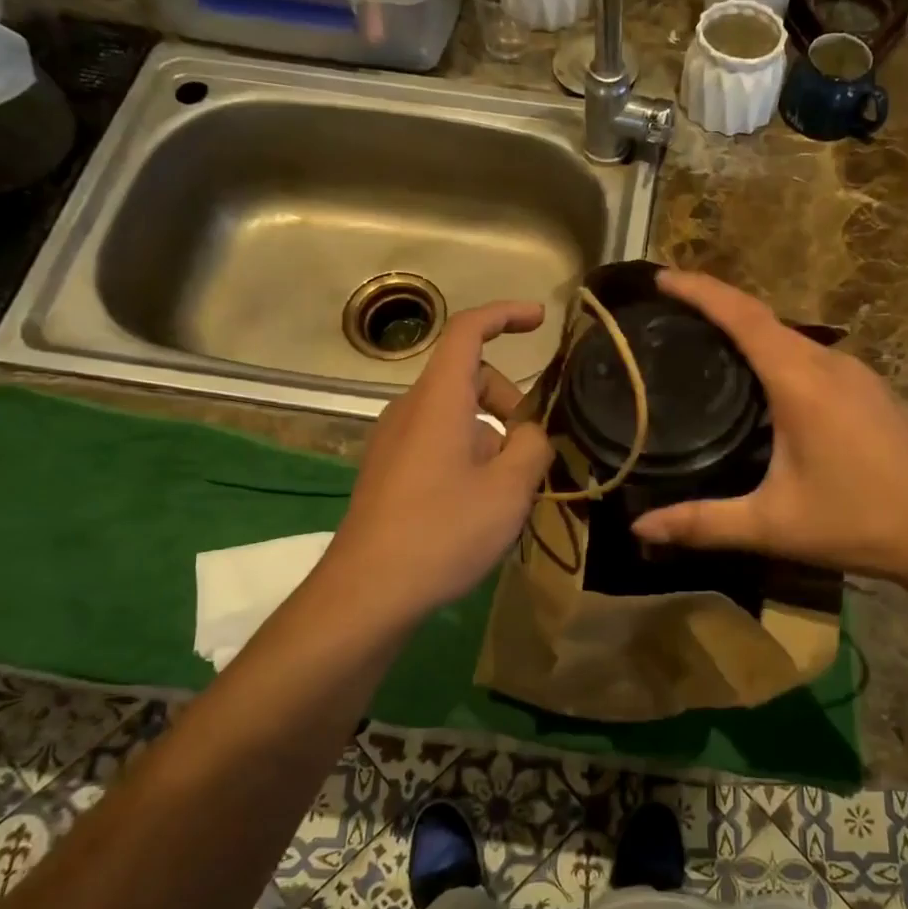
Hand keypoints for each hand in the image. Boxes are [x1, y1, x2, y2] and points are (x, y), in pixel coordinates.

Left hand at [321, 301, 552, 620]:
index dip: (505, 315)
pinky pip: (438, 442)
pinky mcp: (388, 471)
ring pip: (456, 415)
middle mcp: (409, 410)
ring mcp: (393, 441)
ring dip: (492, 435)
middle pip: (468, 378)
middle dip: (510, 401)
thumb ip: (532, 447)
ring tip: (511, 490)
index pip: (467, 331)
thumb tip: (530, 433)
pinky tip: (480, 505)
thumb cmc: (442, 532)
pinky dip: (469, 454)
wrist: (367, 593)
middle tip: (535, 451)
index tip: (540, 320)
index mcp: (438, 400)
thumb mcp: (509, 490)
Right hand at [629, 271, 907, 578]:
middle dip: (717, 306)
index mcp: (801, 382)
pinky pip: (810, 356)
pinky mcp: (870, 389)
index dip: (701, 291)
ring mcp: (856, 373)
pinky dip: (775, 352)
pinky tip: (762, 382)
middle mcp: (830, 364)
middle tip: (670, 313)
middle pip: (764, 318)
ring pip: (790, 337)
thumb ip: (704, 522)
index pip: (743, 317)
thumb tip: (642, 527)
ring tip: (706, 342)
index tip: (662, 278)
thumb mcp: (773, 525)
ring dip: (748, 330)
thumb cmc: (858, 521)